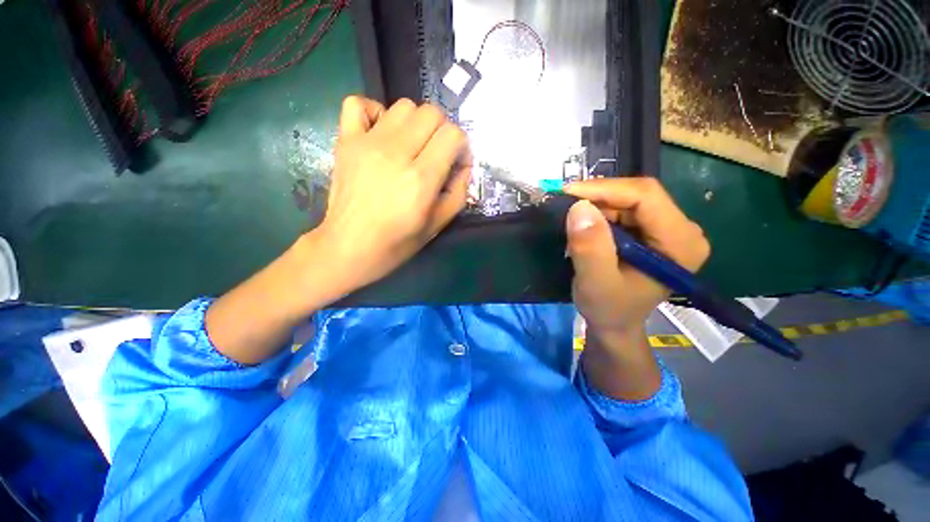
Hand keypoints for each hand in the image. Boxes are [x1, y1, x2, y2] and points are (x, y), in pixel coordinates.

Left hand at [313, 96, 471, 292]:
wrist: (350, 247)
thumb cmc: (398, 242)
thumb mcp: (439, 224)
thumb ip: (459, 192)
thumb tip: (463, 166)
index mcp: (421, 178)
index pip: (453, 135)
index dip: (461, 147)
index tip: (455, 163)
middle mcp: (396, 153)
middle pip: (431, 113)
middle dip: (441, 131)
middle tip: (436, 154)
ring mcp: (368, 143)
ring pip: (403, 105)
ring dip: (415, 123)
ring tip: (411, 146)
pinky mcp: (346, 141)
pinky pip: (359, 104)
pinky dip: (375, 112)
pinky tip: (381, 133)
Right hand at [563, 178, 710, 347]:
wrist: (615, 323)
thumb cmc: (608, 309)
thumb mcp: (595, 283)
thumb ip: (590, 248)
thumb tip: (579, 207)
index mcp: (680, 243)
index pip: (646, 196)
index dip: (604, 189)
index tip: (567, 193)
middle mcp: (682, 230)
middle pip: (638, 195)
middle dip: (598, 197)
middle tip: (564, 206)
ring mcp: (668, 229)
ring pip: (628, 200)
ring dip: (596, 205)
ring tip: (571, 219)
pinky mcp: (653, 231)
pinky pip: (624, 210)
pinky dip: (599, 213)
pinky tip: (584, 225)